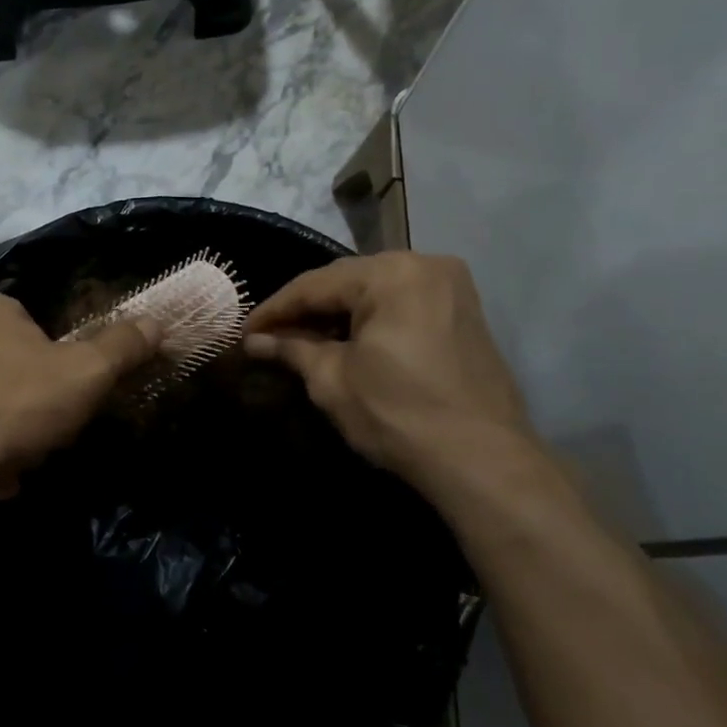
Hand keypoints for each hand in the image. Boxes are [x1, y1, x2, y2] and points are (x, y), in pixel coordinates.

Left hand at [0, 289, 158, 515]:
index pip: (33, 329)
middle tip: (36, 445)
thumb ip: (122, 347)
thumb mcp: (85, 375)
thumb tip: (156, 323)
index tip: (62, 407)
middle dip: (24, 409)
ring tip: (3, 474)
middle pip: (2, 369)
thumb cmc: (12, 405)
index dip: (55, 370)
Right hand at [243, 252, 545, 503]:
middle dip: (306, 311)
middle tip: (270, 338)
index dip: (274, 310)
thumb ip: (292, 350)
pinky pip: (403, 306)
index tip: (244, 332)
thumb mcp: (333, 380)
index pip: (315, 284)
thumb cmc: (398, 414)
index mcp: (391, 273)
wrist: (483, 460)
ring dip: (338, 316)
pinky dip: (371, 322)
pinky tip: (346, 344)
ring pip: (376, 293)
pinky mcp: (464, 314)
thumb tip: (255, 342)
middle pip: (348, 282)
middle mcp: (425, 265)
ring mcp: (452, 288)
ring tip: (302, 343)